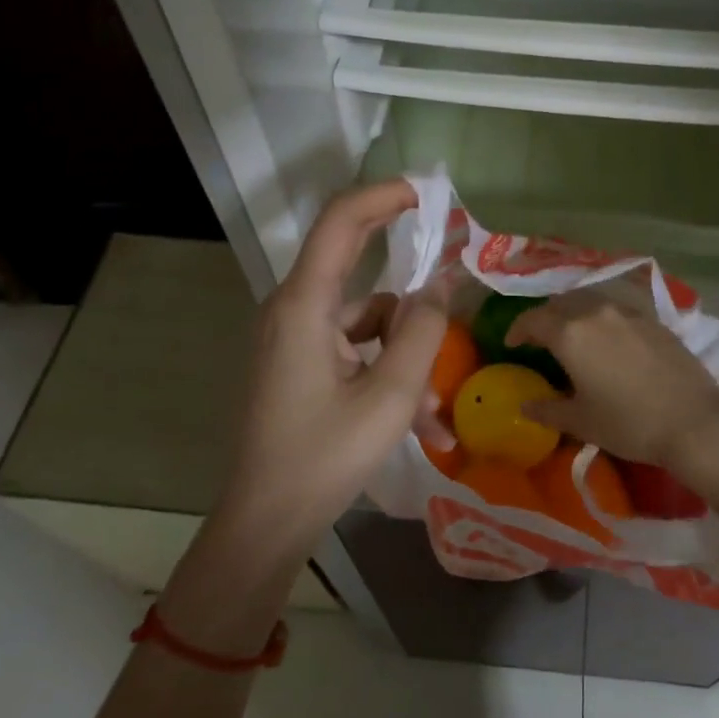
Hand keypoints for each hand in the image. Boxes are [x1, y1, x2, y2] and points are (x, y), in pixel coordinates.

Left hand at [216, 180, 447, 558]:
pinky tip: (421, 423)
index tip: (430, 194)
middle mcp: (294, 309)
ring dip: (405, 352)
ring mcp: (295, 338)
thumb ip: (422, 331)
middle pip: (355, 263)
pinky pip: (354, 350)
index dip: (385, 196)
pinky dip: (387, 373)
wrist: (266, 523)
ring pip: (364, 319)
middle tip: (452, 269)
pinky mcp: (301, 363)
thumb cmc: (325, 457)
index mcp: (305, 304)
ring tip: (435, 410)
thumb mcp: (390, 396)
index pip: (342, 221)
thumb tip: (442, 282)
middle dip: (407, 274)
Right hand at [506, 287, 718, 493]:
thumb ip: (547, 409)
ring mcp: (629, 313)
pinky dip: (603, 319)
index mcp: (571, 333)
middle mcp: (597, 312)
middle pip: (561, 303)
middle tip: (541, 339)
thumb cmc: (629, 423)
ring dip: (575, 314)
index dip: (517, 329)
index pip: (533, 319)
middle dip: (545, 317)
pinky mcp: (655, 321)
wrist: (695, 422)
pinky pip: (618, 310)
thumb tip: (524, 405)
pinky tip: (610, 342)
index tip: (512, 344)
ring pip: (591, 302)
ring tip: (575, 337)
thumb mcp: (581, 422)